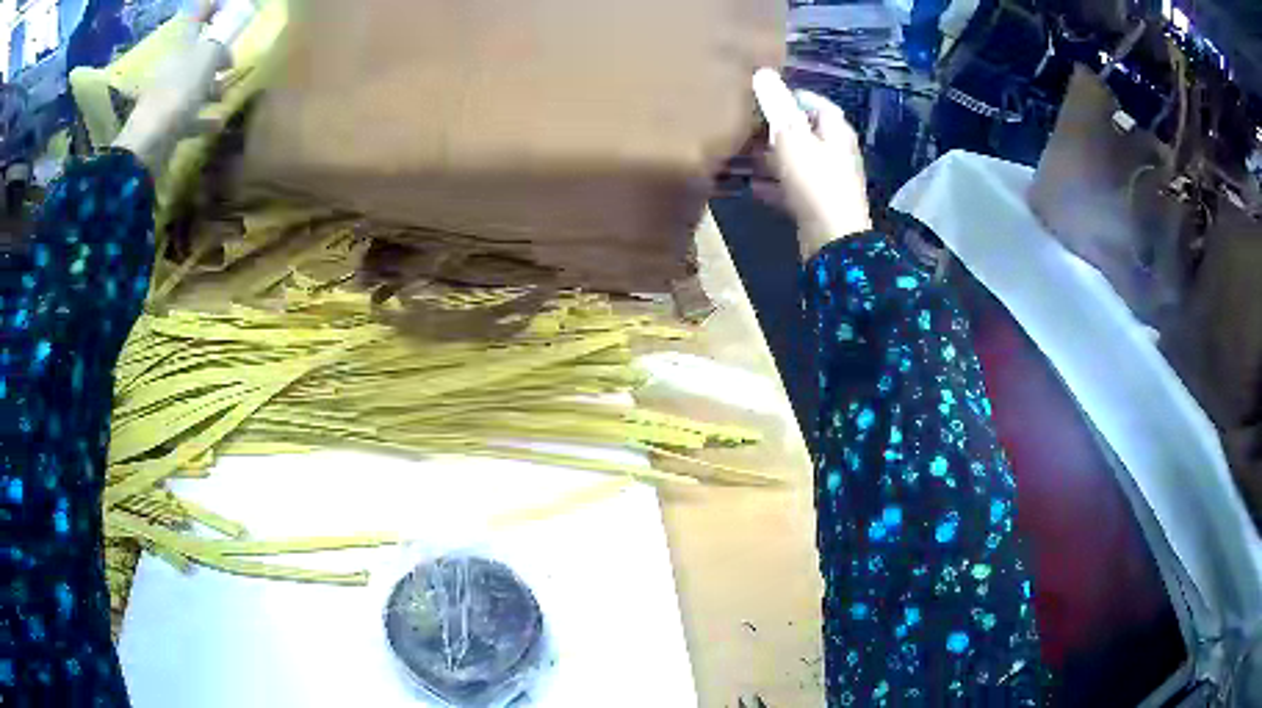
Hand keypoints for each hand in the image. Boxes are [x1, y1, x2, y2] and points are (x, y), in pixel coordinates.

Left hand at [112, 0, 256, 171]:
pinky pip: (188, 115)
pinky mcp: (164, 124)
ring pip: (193, 84)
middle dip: (214, 55)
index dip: (213, 7)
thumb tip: (227, 45)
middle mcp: (172, 66)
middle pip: (196, 53)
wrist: (146, 148)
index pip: (198, 15)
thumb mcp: (207, 58)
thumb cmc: (178, 94)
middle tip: (230, 63)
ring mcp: (165, 96)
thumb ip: (220, 44)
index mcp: (181, 45)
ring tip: (225, 94)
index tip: (228, 8)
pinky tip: (216, 123)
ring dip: (210, 87)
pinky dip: (202, 117)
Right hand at [753, 70, 871, 257]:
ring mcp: (827, 180)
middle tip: (744, 126)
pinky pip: (791, 187)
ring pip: (795, 160)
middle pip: (803, 132)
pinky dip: (773, 185)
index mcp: (835, 131)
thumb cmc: (815, 181)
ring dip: (769, 157)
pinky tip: (749, 186)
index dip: (790, 97)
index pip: (814, 103)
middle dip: (774, 129)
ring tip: (739, 155)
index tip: (761, 97)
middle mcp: (835, 152)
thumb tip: (763, 73)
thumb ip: (776, 105)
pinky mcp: (817, 205)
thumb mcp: (791, 137)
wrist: (832, 240)